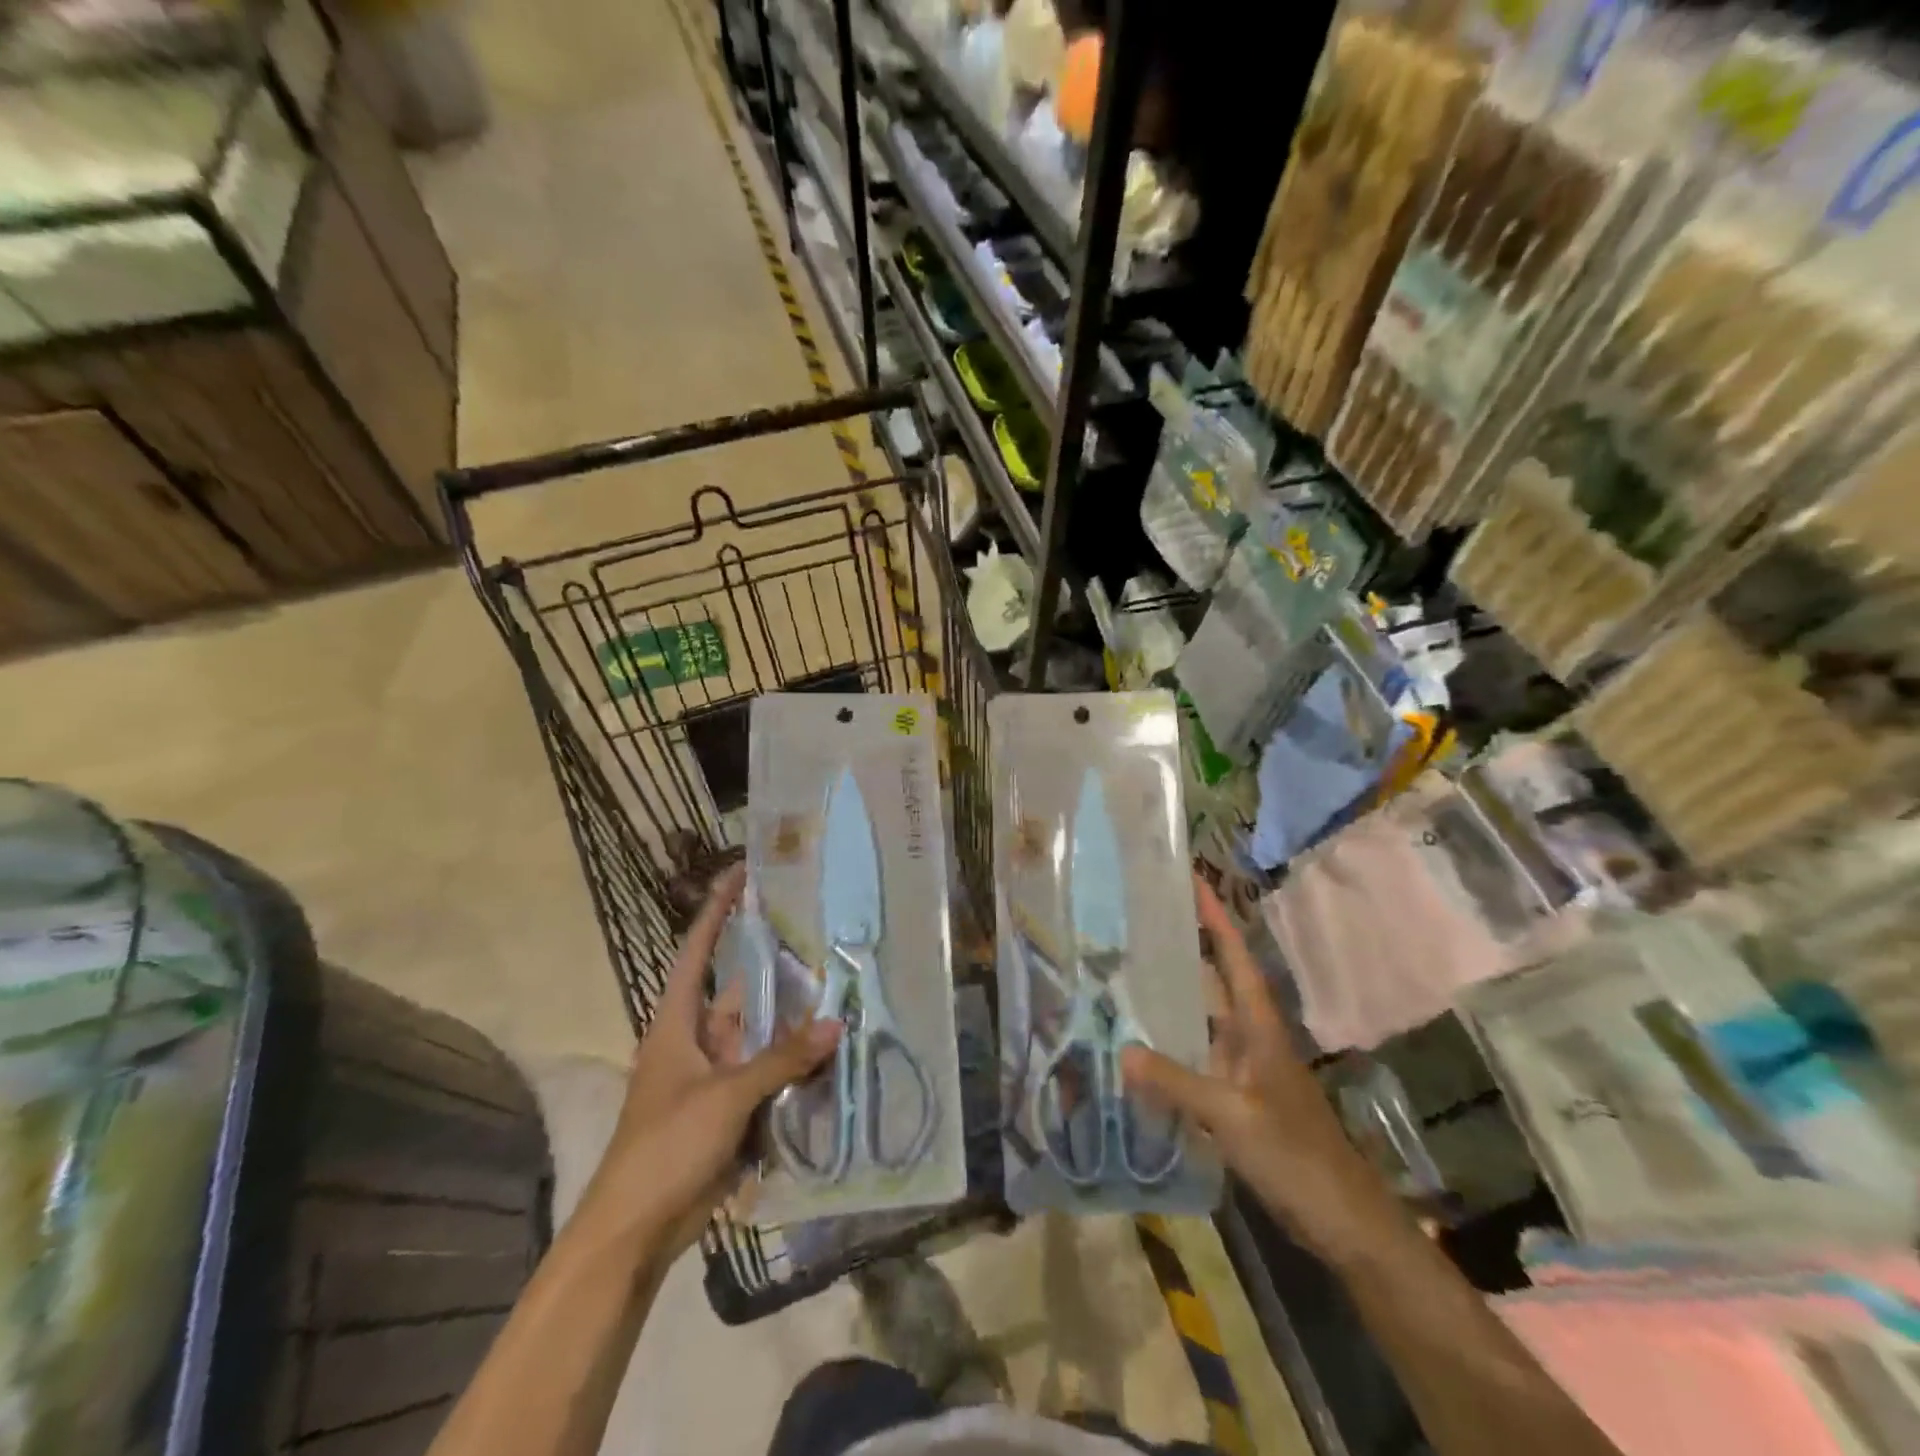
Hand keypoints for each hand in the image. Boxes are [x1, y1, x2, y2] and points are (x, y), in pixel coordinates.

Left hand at [576, 864, 839, 1255]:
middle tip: (821, 930)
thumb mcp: (723, 1096)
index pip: (697, 950)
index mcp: (678, 1022)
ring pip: (763, 1033)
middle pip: (742, 990)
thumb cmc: (664, 1147)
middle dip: (777, 964)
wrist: (635, 1231)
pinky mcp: (734, 1108)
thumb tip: (836, 1023)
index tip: (742, 872)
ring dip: (795, 1017)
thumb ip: (781, 1059)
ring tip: (841, 983)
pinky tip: (834, 1047)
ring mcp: (717, 1074)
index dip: (718, 910)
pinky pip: (771, 1072)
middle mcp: (699, 1039)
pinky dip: (798, 1061)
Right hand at [1123, 877, 1392, 1264]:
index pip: (1234, 958)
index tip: (1192, 879)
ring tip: (1124, 973)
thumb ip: (1178, 1083)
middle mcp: (1249, 1039)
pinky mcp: (1236, 1100)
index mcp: (1259, 1028)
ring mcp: (1243, 1070)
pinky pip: (1195, 1059)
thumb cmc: (1298, 1157)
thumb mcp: (1235, 1116)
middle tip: (1137, 921)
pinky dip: (1169, 1047)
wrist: (1343, 1221)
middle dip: (1183, 949)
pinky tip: (1138, 1048)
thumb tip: (1121, 1051)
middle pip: (1214, 981)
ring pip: (1201, 1021)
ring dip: (1171, 998)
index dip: (1215, 918)